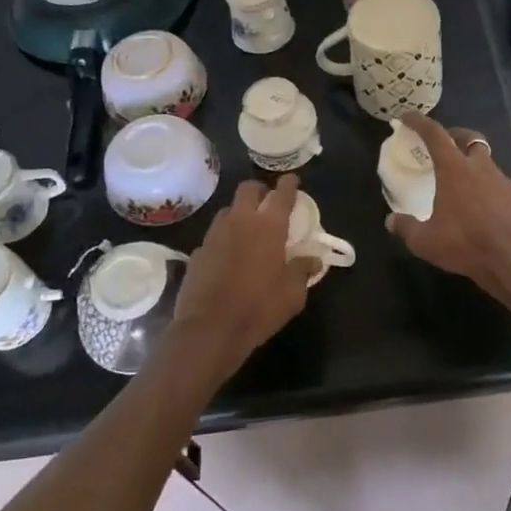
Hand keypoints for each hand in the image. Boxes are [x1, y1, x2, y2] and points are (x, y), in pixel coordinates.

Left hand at [164, 175, 317, 387]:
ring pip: (228, 209)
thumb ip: (303, 270)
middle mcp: (240, 221)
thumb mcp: (293, 294)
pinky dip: (225, 238)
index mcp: (268, 226)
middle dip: (260, 190)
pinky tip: (229, 256)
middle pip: (248, 189)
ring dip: (240, 212)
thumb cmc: (258, 308)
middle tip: (268, 202)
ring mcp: (215, 234)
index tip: (293, 180)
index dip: (289, 184)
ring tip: (248, 229)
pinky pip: (214, 235)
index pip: (281, 193)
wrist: (209, 329)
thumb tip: (313, 259)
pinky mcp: (197, 251)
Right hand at [386, 115, 510, 312]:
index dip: (420, 122)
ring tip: (461, 182)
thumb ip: (406, 228)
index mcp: (455, 170)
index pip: (435, 135)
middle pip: (470, 138)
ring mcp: (504, 182)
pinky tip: (482, 208)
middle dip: (455, 135)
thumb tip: (391, 221)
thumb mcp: (425, 242)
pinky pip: (499, 186)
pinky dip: (488, 189)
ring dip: (472, 164)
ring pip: (486, 162)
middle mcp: (481, 168)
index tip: (408, 117)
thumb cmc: (466, 245)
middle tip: (443, 143)